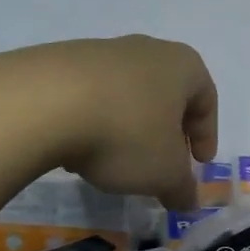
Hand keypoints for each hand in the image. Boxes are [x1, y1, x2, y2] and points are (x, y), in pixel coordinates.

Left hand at [9, 35, 218, 208]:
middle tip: (162, 162)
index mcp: (183, 65)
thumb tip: (189, 202)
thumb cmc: (126, 132)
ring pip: (128, 93)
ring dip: (129, 125)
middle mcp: (147, 49)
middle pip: (167, 93)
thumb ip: (182, 188)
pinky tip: (80, 147)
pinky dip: (94, 120)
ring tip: (116, 161)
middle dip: (167, 130)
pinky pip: (91, 94)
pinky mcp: (62, 61)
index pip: (207, 99)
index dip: (207, 134)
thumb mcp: (163, 172)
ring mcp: (103, 50)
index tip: (198, 164)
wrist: (42, 102)